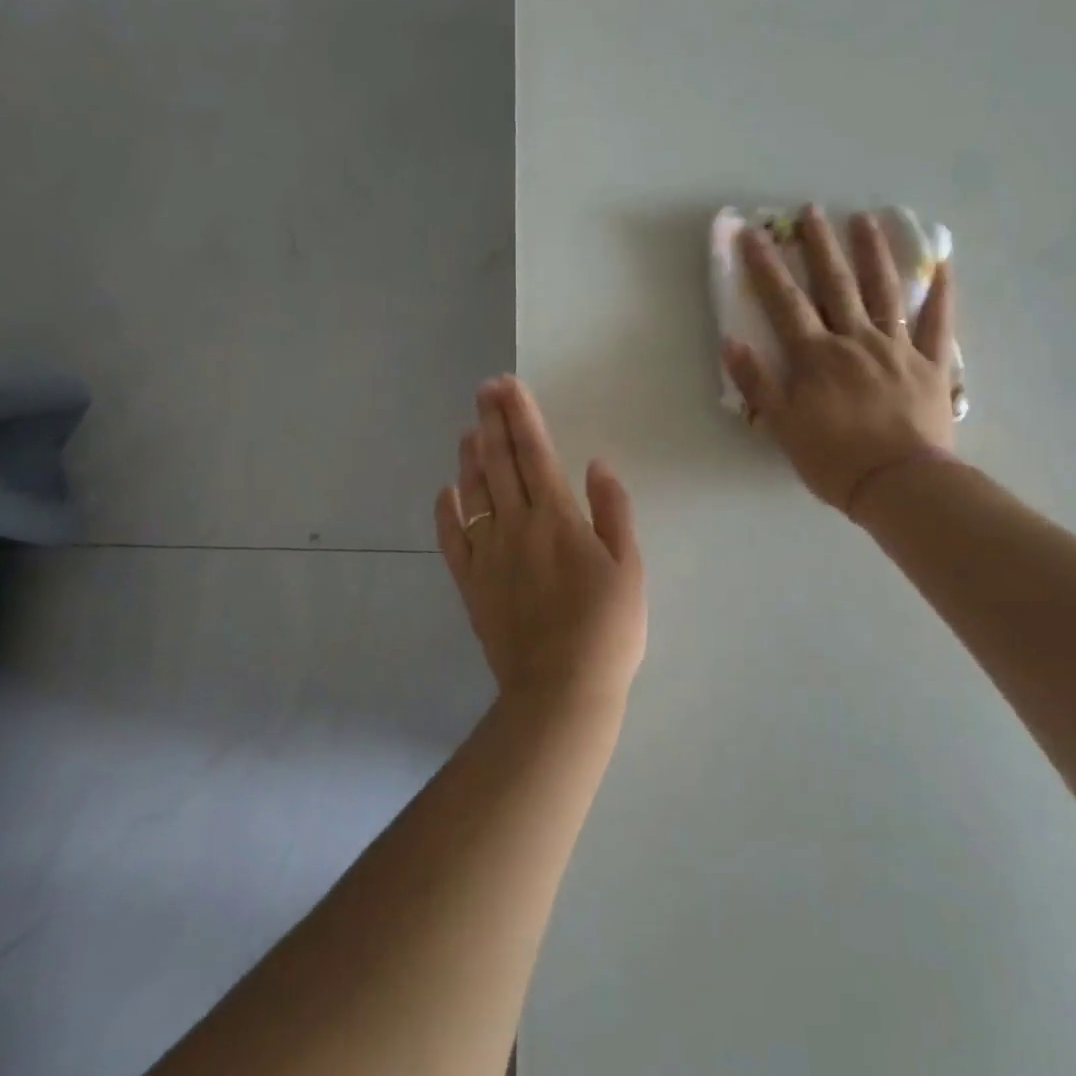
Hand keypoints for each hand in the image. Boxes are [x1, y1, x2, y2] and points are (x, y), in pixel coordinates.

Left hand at [436, 376, 646, 711]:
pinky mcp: (472, 584)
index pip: (534, 452)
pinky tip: (446, 490)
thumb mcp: (628, 566)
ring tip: (470, 428)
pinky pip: (453, 539)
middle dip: (492, 421)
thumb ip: (613, 511)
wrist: (561, 690)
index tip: (508, 385)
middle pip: (499, 463)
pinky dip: (447, 511)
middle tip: (484, 389)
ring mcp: (488, 555)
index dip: (521, 415)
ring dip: (471, 457)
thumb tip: (597, 464)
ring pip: (474, 493)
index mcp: (556, 517)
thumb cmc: (607, 628)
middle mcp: (516, 526)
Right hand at [725, 205, 958, 513]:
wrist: (899, 485)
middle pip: (836, 284)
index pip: (785, 302)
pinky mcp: (932, 365)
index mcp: (817, 357)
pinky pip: (940, 323)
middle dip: (820, 245)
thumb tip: (731, 341)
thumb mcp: (783, 426)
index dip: (766, 266)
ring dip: (874, 253)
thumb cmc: (834, 460)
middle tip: (811, 209)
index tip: (752, 233)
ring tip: (866, 218)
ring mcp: (898, 349)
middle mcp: (856, 340)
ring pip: (885, 291)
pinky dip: (942, 292)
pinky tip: (942, 264)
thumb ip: (758, 383)